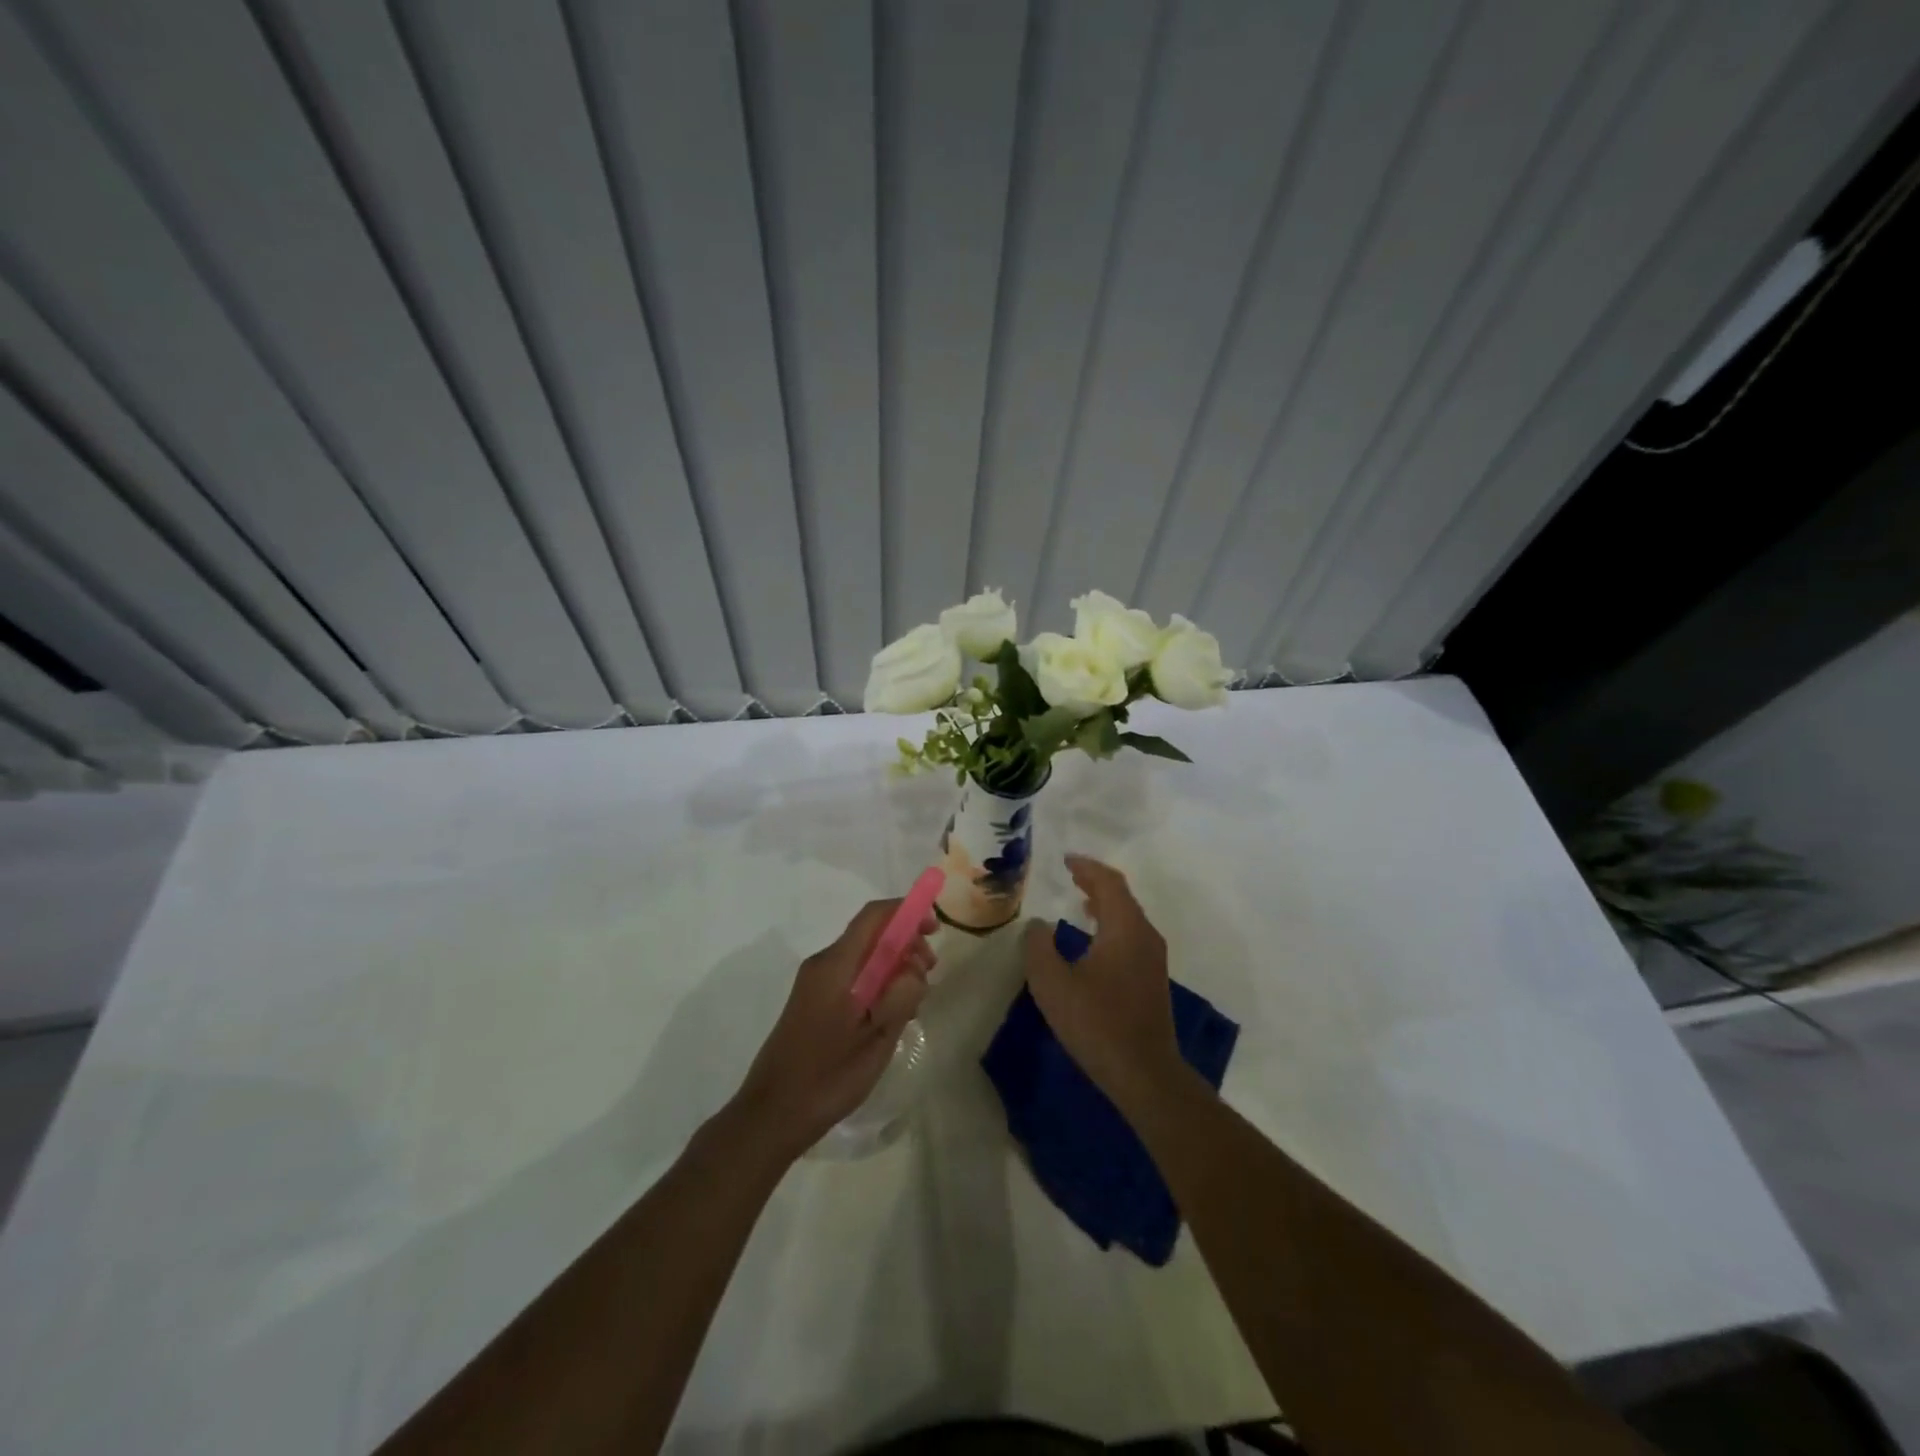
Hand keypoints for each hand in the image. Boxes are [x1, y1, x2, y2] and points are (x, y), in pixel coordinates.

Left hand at [728, 898, 935, 1159]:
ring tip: (912, 1005)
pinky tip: (890, 1017)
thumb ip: (900, 994)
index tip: (935, 929)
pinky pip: (853, 978)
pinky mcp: (814, 1002)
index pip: (874, 916)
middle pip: (871, 935)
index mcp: (835, 965)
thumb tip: (914, 968)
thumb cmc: (828, 1076)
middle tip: (929, 976)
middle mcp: (823, 964)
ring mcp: (815, 984)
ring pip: (864, 959)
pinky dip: (877, 985)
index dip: (907, 912)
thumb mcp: (877, 1037)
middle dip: (905, 945)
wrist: (772, 1114)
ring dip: (893, 969)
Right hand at [1021, 855, 1181, 1111]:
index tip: (1066, 859)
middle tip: (1071, 874)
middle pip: (1122, 896)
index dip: (1087, 867)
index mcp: (1124, 928)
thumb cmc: (1097, 1023)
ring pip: (1128, 917)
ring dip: (1105, 904)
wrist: (1145, 1073)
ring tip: (1081, 900)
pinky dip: (1111, 924)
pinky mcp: (1152, 978)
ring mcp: (1153, 958)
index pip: (1108, 883)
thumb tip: (1038, 924)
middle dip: (1096, 882)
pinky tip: (1095, 939)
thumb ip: (1039, 947)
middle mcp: (1145, 935)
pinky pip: (1131, 934)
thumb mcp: (1053, 984)